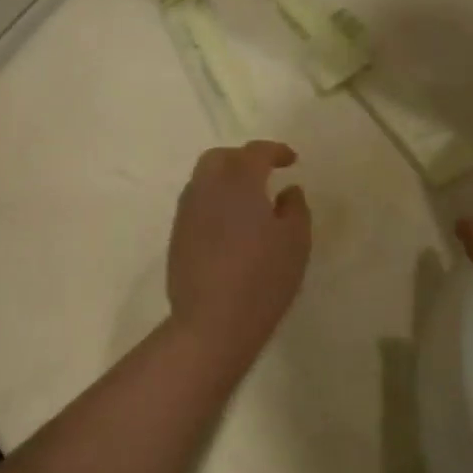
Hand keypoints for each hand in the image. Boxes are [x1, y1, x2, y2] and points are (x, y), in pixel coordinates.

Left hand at [166, 141, 311, 360]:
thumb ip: (295, 207)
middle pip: (220, 157)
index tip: (291, 160)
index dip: (275, 151)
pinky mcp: (177, 236)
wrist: (212, 321)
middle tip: (265, 173)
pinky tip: (230, 224)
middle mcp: (207, 188)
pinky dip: (214, 201)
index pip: (255, 152)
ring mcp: (187, 212)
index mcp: (239, 182)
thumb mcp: (296, 241)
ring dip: (225, 179)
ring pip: (203, 179)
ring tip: (247, 199)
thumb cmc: (263, 277)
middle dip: (243, 158)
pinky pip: (196, 203)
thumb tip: (288, 190)